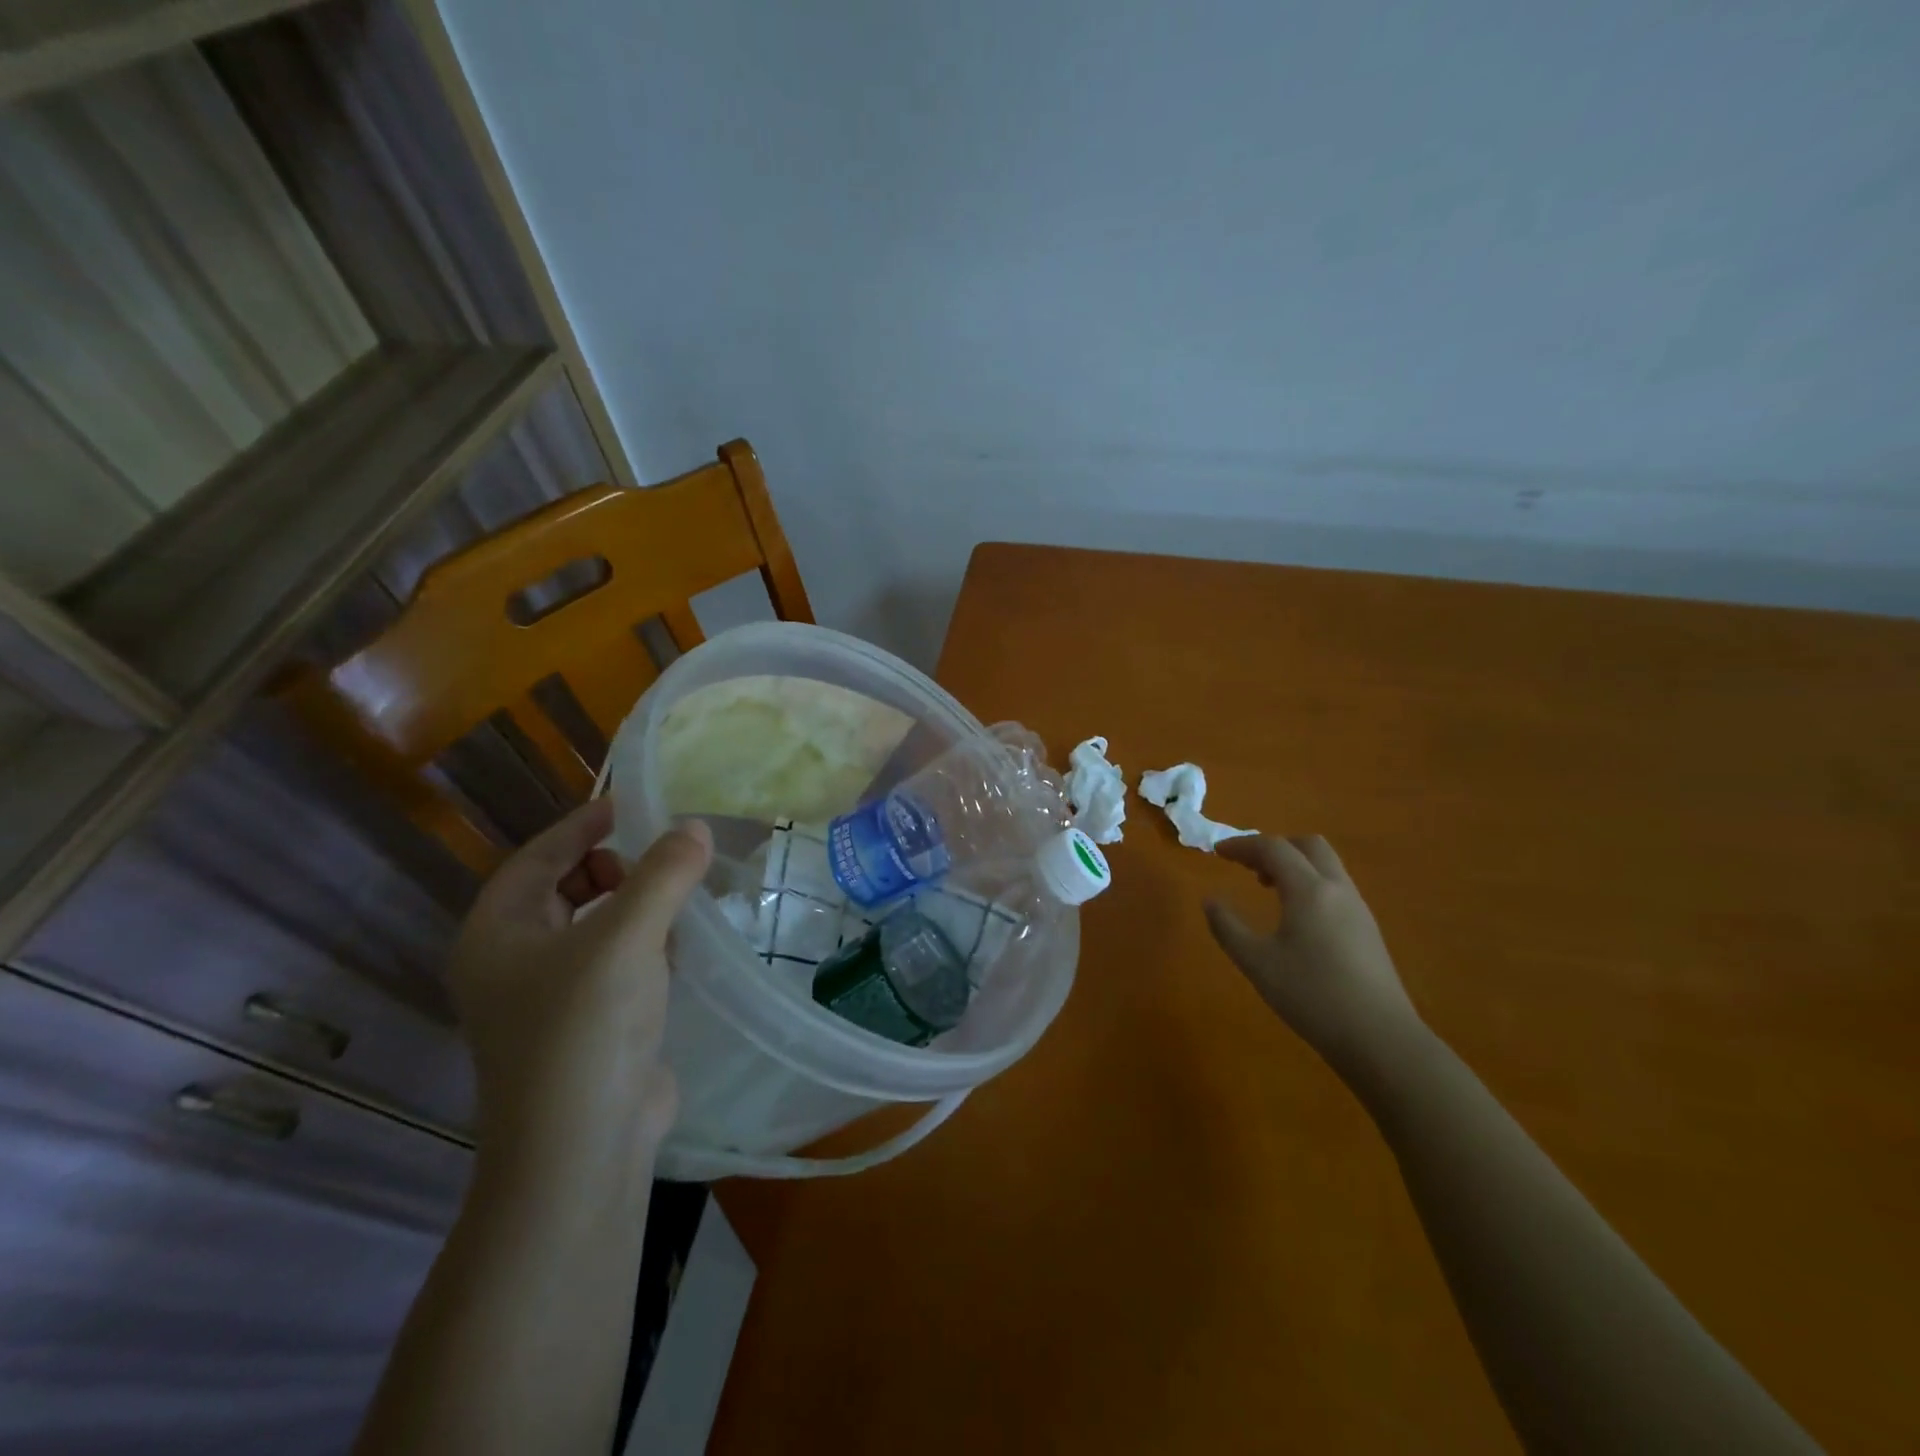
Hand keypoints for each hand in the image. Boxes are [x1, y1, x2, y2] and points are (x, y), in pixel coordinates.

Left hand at [446, 797, 711, 1162]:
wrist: (583, 1149)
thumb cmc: (587, 1028)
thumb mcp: (627, 938)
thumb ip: (664, 874)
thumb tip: (696, 828)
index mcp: (498, 933)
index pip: (540, 856)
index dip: (586, 824)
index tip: (635, 804)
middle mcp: (512, 961)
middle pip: (565, 887)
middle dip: (617, 867)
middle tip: (666, 859)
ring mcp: (548, 998)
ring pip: (593, 925)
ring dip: (636, 906)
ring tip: (680, 899)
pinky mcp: (586, 1024)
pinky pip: (614, 961)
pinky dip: (644, 944)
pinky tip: (678, 949)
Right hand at [1204, 835, 1424, 1083]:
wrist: (1380, 1038)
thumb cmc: (1311, 996)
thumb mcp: (1257, 963)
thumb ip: (1228, 927)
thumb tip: (1210, 901)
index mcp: (1309, 890)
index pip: (1273, 848)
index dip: (1242, 844)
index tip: (1217, 852)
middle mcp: (1337, 889)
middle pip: (1308, 845)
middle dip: (1274, 847)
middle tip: (1247, 866)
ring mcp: (1358, 909)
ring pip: (1326, 865)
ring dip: (1294, 864)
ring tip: (1268, 889)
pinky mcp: (1368, 929)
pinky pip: (1335, 886)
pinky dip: (1310, 883)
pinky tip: (1297, 916)